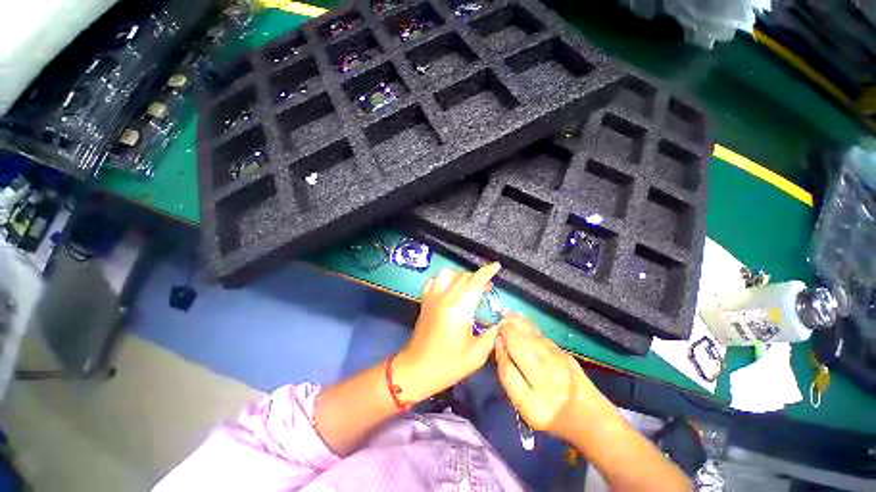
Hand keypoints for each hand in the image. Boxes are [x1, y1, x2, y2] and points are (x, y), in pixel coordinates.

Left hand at [394, 263, 501, 403]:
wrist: (416, 369)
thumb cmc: (447, 365)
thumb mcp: (476, 355)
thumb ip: (491, 335)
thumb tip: (500, 322)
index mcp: (458, 309)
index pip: (475, 282)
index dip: (487, 272)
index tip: (496, 266)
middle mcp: (444, 298)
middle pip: (463, 276)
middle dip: (478, 277)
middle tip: (488, 287)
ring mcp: (432, 297)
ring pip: (448, 274)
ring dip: (461, 276)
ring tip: (469, 286)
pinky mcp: (425, 300)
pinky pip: (435, 281)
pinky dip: (445, 279)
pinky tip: (450, 289)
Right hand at [495, 313, 613, 441]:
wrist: (589, 416)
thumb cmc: (551, 414)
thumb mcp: (525, 408)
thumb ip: (510, 378)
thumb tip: (500, 346)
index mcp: (534, 404)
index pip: (508, 372)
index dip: (499, 352)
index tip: (494, 339)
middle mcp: (548, 383)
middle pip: (521, 349)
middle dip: (507, 331)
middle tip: (499, 322)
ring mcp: (560, 366)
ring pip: (532, 339)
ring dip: (518, 324)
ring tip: (507, 313)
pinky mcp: (566, 355)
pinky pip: (542, 337)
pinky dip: (529, 327)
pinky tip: (521, 320)